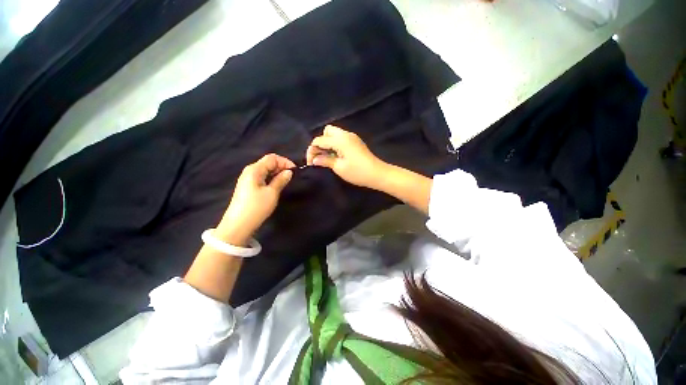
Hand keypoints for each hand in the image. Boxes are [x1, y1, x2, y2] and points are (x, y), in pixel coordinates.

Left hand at [217, 154, 294, 244]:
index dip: (285, 162)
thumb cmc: (256, 207)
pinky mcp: (248, 187)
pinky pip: (262, 177)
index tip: (295, 171)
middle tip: (292, 177)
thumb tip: (289, 172)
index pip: (272, 158)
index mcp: (255, 169)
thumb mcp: (272, 193)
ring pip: (266, 170)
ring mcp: (248, 179)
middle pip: (268, 162)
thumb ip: (281, 180)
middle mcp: (250, 171)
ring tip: (286, 181)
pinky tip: (277, 185)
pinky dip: (271, 178)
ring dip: (277, 173)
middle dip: (281, 167)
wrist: (238, 225)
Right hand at [307, 125, 387, 188]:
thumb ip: (325, 161)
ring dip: (328, 143)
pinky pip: (341, 138)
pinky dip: (335, 144)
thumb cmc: (357, 172)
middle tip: (320, 156)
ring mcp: (352, 137)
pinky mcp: (356, 142)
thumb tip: (314, 160)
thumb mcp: (339, 167)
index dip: (312, 151)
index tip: (310, 163)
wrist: (377, 174)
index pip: (319, 140)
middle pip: (327, 131)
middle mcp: (345, 134)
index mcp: (340, 140)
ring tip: (327, 157)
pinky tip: (336, 156)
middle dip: (320, 142)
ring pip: (334, 134)